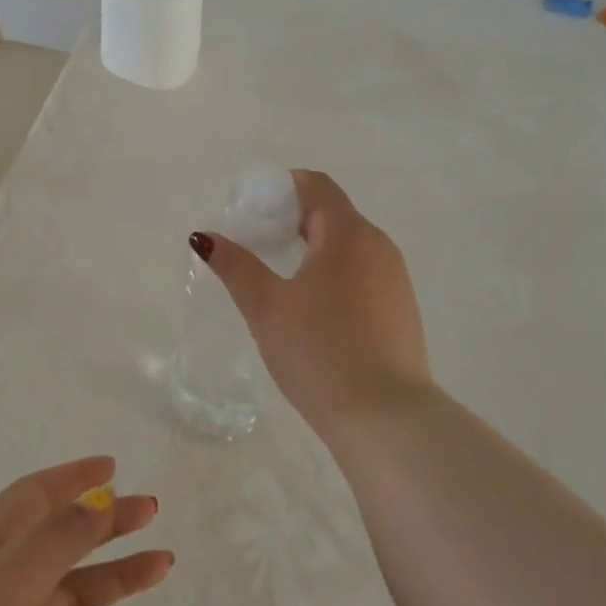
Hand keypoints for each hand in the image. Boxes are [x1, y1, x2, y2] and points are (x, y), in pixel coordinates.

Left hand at [0, 456, 169, 605]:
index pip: (32, 499)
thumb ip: (54, 541)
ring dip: (114, 580)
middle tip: (152, 512)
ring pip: (71, 599)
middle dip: (104, 525)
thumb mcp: (3, 586)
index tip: (114, 467)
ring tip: (161, 566)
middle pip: (59, 544)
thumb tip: (96, 501)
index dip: (71, 478)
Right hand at [193, 169, 429, 437]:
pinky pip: (363, 274)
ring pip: (350, 247)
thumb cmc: (319, 351)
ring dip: (314, 248)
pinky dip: (334, 274)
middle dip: (293, 218)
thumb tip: (204, 236)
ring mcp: (396, 280)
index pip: (317, 186)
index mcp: (348, 234)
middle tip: (256, 241)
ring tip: (279, 276)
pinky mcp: (401, 311)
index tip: (252, 206)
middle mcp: (379, 247)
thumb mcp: (266, 307)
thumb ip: (235, 265)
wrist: (385, 418)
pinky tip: (313, 309)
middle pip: (333, 214)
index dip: (283, 186)